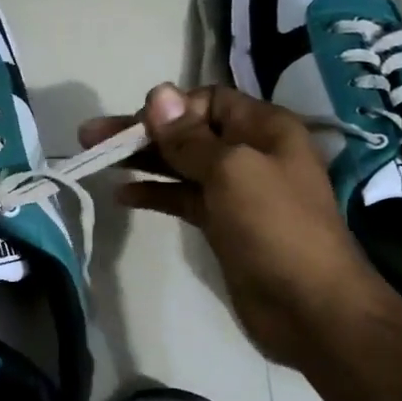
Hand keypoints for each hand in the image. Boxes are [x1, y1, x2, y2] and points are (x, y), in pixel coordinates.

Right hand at [79, 84, 392, 369]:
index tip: (134, 126)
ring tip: (96, 159)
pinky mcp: (222, 223)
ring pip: (180, 165)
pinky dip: (154, 193)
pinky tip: (122, 195)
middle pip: (187, 132)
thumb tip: (158, 92)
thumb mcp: (232, 171)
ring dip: (142, 161)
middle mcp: (250, 152)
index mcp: (264, 129)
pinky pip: (182, 197)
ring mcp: (236, 190)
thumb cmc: (275, 228)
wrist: (310, 307)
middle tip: (91, 136)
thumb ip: (189, 137)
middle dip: (142, 132)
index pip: (208, 100)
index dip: (170, 108)